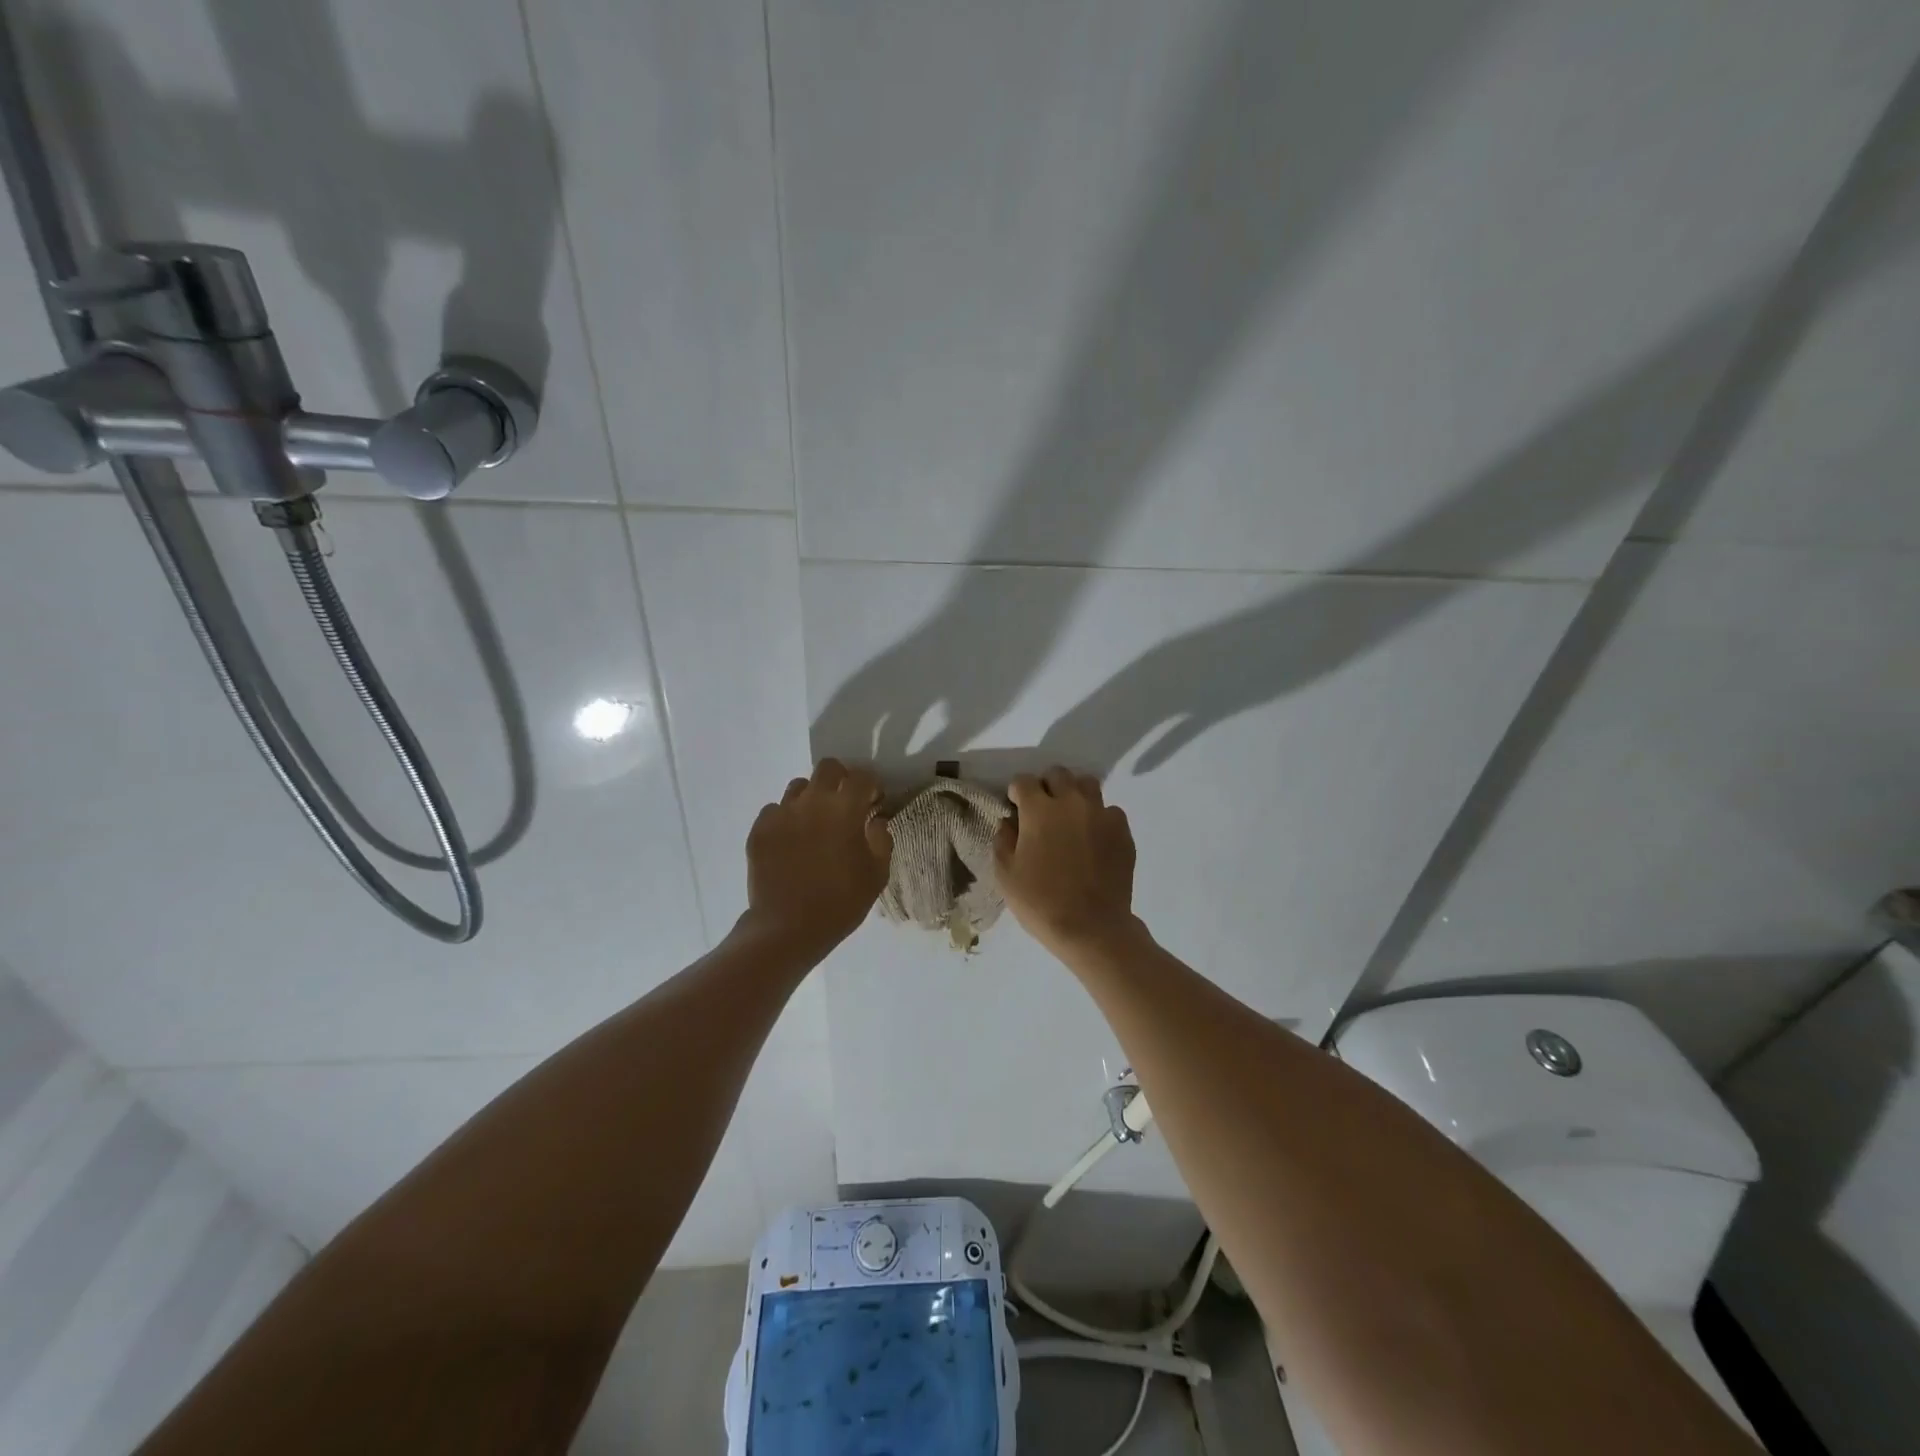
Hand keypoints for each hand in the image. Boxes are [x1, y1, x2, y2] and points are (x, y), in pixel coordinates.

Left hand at [743, 759, 891, 953]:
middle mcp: (812, 801)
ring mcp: (782, 813)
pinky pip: (775, 810)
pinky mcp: (760, 829)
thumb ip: (881, 840)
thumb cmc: (840, 902)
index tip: (874, 801)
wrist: (787, 928)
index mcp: (844, 809)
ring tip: (815, 823)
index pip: (862, 776)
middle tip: (845, 803)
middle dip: (841, 779)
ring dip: (812, 798)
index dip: (871, 785)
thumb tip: (875, 820)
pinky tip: (791, 841)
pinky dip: (786, 818)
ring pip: (798, 787)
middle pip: (828, 768)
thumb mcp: (876, 875)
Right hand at [994, 767, 1138, 957]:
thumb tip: (1009, 822)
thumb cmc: (1041, 902)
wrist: (1092, 928)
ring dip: (1074, 794)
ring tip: (1070, 818)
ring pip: (1087, 784)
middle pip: (1058, 774)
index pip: (1023, 781)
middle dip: (1046, 786)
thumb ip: (1003, 840)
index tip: (1015, 807)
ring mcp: (1101, 814)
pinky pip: (1110, 810)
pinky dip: (1099, 817)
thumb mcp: (1006, 875)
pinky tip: (1093, 838)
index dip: (1016, 792)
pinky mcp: (1122, 831)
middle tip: (1043, 810)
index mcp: (1039, 811)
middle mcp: (1071, 803)